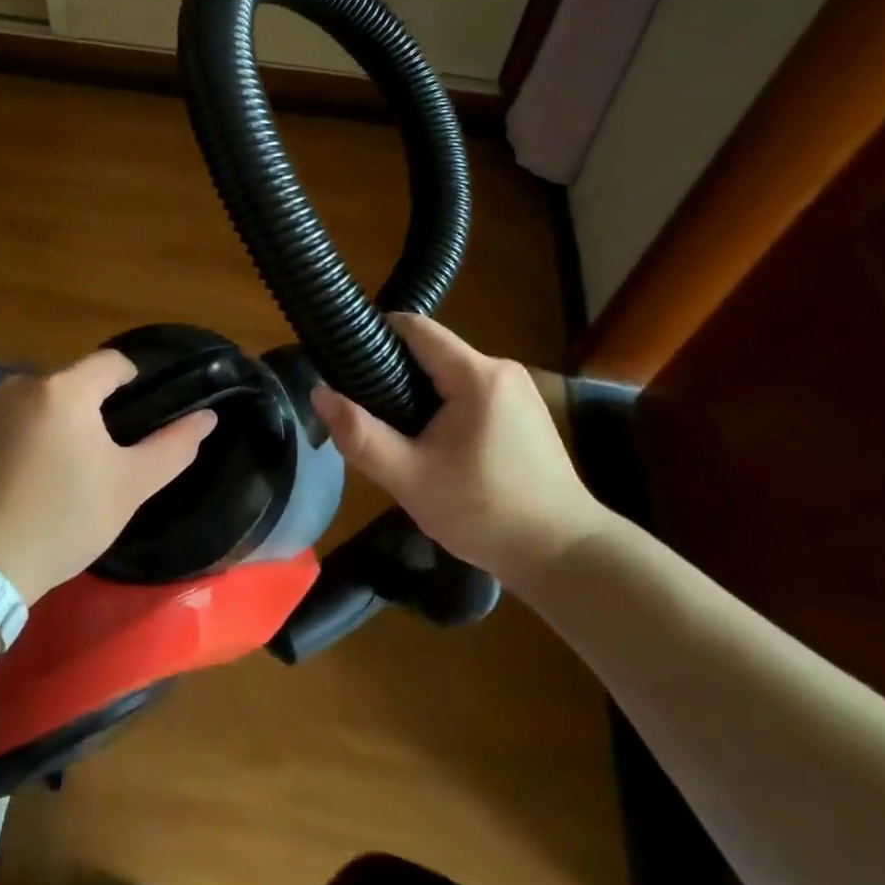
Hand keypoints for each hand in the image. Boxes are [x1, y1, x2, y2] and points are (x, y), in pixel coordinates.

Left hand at [0, 349, 217, 602]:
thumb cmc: (63, 521)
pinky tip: (11, 477)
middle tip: (92, 457)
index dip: (130, 380)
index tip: (134, 413)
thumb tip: (207, 417)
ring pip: (32, 402)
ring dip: (46, 422)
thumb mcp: (129, 487)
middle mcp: (20, 384)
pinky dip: (10, 436)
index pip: (110, 363)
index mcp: (66, 390)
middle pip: (69, 384)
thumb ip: (174, 447)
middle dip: (85, 409)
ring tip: (49, 471)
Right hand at [310, 314, 609, 596]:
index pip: (414, 327)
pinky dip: (443, 405)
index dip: (374, 336)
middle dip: (393, 373)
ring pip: (448, 372)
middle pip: (430, 350)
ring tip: (395, 433)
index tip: (344, 362)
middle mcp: (500, 368)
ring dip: (417, 392)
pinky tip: (434, 444)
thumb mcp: (411, 479)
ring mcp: (517, 389)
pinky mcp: (524, 410)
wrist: (566, 556)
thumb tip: (318, 393)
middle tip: (365, 412)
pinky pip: (469, 391)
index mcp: (476, 375)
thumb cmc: (486, 514)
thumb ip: (360, 435)